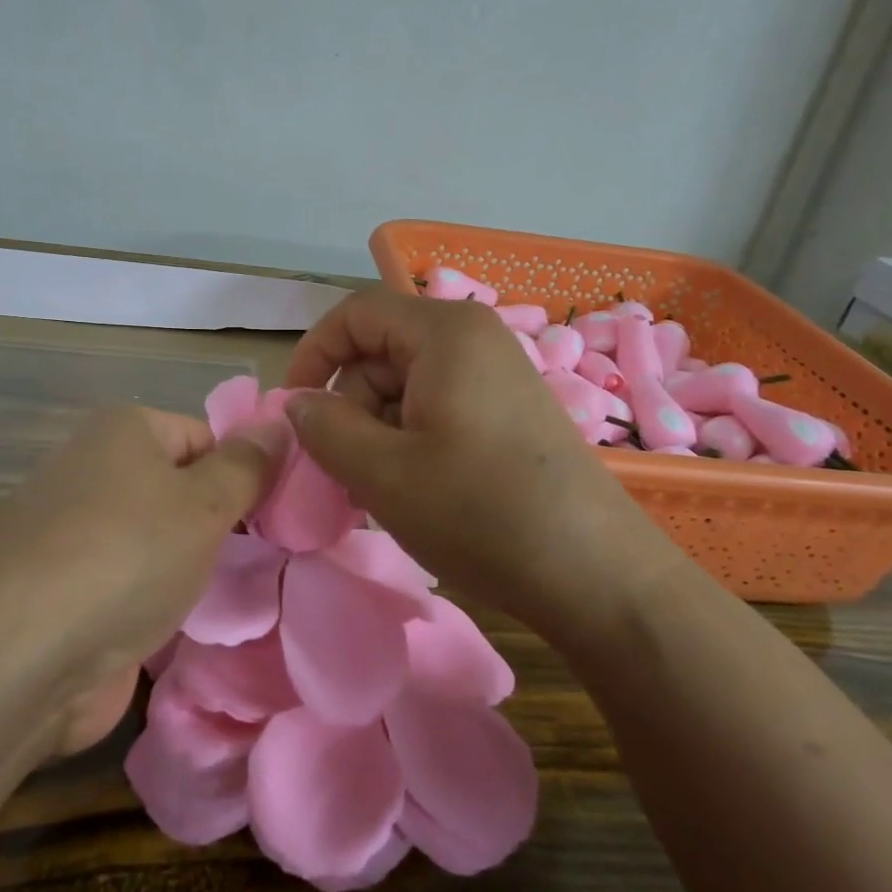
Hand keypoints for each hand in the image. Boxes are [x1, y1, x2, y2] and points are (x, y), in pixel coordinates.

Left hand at [0, 405, 283, 751]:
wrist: (16, 659)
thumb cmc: (124, 556)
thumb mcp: (203, 504)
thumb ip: (248, 467)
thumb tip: (280, 423)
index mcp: (123, 431)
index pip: (205, 437)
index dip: (243, 474)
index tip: (276, 519)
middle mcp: (94, 471)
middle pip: (179, 489)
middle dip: (218, 524)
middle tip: (262, 559)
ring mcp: (75, 535)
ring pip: (157, 541)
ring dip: (189, 568)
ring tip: (232, 595)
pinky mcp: (66, 592)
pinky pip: (131, 584)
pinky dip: (156, 602)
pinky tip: (183, 625)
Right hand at [283, 288, 678, 631]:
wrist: (597, 576)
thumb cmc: (480, 513)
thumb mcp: (382, 473)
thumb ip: (324, 428)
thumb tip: (297, 403)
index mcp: (445, 332)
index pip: (355, 315)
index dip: (314, 355)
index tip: (293, 411)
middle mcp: (474, 337)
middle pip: (381, 352)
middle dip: (349, 406)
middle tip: (341, 471)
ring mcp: (498, 374)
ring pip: (407, 384)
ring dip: (378, 430)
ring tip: (380, 489)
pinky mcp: (510, 410)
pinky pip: (439, 406)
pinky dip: (411, 440)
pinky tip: (415, 489)